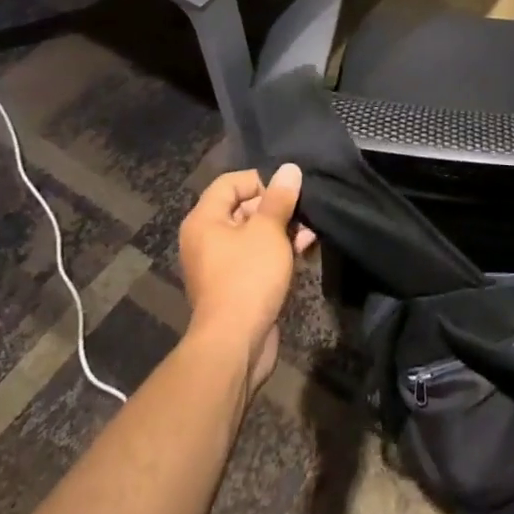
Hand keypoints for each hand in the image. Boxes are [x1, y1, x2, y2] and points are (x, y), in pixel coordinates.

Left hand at [177, 164, 313, 394]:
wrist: (235, 344)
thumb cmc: (248, 277)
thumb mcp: (268, 231)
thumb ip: (279, 199)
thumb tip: (289, 169)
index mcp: (204, 220)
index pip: (230, 182)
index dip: (261, 181)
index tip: (287, 192)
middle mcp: (206, 239)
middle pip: (243, 208)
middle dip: (277, 208)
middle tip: (304, 213)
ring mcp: (220, 265)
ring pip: (254, 235)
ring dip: (283, 231)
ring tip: (309, 235)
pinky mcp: (235, 286)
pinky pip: (256, 258)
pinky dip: (277, 252)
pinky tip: (303, 253)